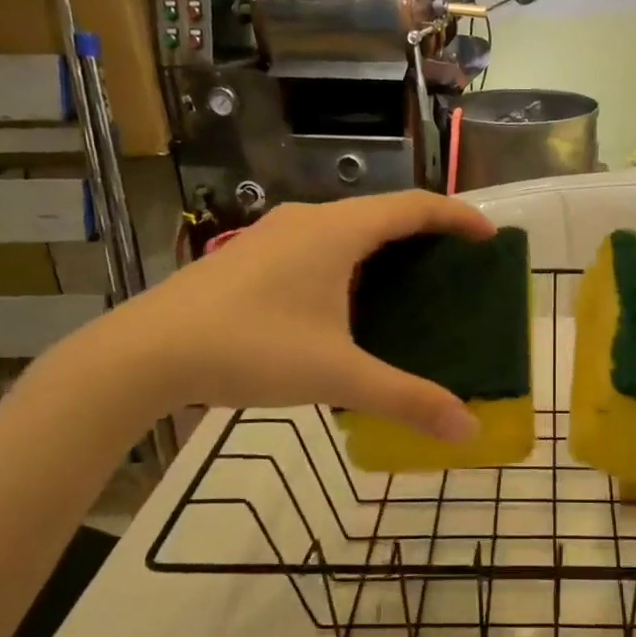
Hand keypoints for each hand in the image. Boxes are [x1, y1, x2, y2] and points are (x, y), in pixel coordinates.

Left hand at [81, 192, 495, 440]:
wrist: (145, 353)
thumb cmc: (250, 349)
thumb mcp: (337, 375)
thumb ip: (406, 399)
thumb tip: (467, 430)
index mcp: (338, 232)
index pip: (415, 206)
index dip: (458, 217)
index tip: (490, 238)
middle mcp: (308, 220)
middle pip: (383, 213)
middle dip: (426, 234)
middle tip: (456, 267)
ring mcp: (273, 234)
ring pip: (346, 228)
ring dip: (384, 247)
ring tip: (409, 284)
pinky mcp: (250, 255)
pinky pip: (318, 243)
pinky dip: (350, 260)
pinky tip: (345, 302)